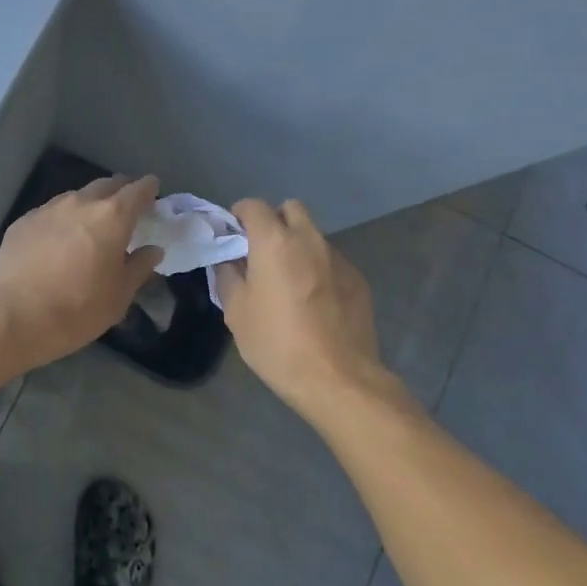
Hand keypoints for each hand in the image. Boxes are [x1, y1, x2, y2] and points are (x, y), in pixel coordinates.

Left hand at [0, 175, 164, 370]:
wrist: (15, 316)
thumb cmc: (78, 309)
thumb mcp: (119, 296)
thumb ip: (139, 267)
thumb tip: (152, 250)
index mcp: (112, 217)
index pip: (138, 189)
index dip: (148, 188)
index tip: (153, 190)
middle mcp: (80, 203)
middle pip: (105, 185)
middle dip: (119, 191)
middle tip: (125, 207)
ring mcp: (48, 209)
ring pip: (76, 196)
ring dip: (89, 204)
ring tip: (91, 223)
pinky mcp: (22, 222)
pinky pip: (50, 212)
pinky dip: (62, 219)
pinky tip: (58, 239)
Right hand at [215, 199, 411, 426]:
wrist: (338, 379)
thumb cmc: (277, 344)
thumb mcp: (236, 313)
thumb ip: (228, 277)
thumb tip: (228, 261)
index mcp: (274, 242)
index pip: (253, 206)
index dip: (239, 215)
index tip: (232, 236)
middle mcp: (309, 240)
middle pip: (291, 209)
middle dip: (274, 222)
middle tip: (262, 253)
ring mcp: (338, 258)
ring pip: (313, 236)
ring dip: (298, 246)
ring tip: (289, 282)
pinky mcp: (358, 280)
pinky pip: (332, 261)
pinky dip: (318, 270)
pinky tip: (314, 302)